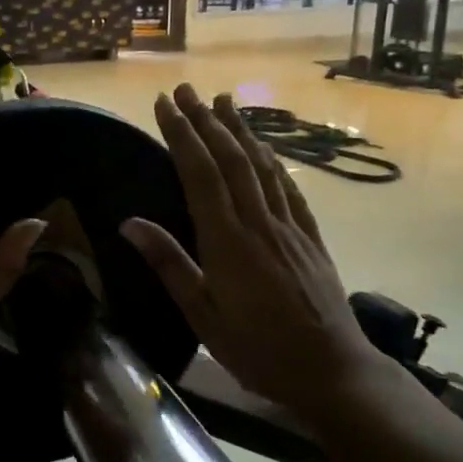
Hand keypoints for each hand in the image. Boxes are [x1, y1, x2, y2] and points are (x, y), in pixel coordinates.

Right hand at [121, 84, 384, 422]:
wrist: (332, 371)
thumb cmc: (258, 350)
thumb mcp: (203, 316)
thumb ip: (170, 264)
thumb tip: (129, 223)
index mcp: (228, 242)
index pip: (200, 174)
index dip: (181, 135)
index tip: (164, 105)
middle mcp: (259, 223)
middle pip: (231, 159)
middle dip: (206, 120)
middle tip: (185, 90)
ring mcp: (289, 227)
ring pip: (262, 166)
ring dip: (240, 130)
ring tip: (224, 100)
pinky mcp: (310, 237)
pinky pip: (289, 188)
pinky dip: (273, 160)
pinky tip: (265, 148)